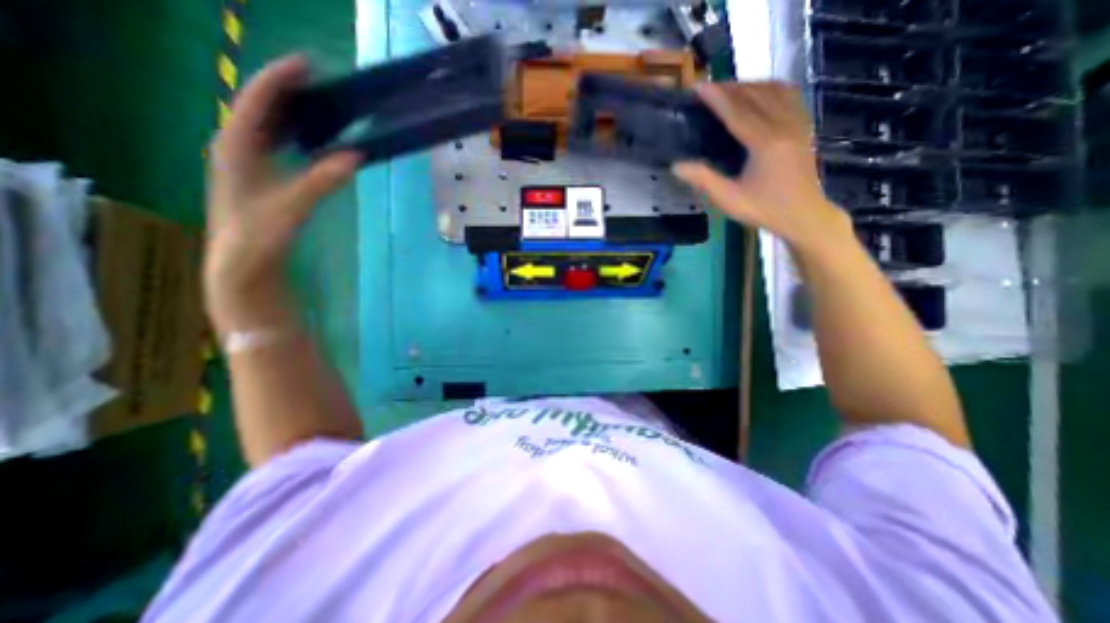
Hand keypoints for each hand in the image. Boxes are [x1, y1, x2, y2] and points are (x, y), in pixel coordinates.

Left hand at [204, 56, 361, 332]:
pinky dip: (294, 134)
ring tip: (319, 104)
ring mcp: (245, 161)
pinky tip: (311, 139)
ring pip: (267, 125)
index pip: (257, 101)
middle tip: (321, 83)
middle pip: (260, 107)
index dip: (280, 79)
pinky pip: (276, 143)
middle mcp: (235, 147)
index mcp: (234, 146)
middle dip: (287, 91)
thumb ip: (322, 180)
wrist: (243, 264)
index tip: (307, 64)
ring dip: (291, 112)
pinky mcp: (257, 176)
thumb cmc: (260, 235)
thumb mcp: (292, 206)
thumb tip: (355, 156)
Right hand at [672, 81, 851, 253]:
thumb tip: (677, 166)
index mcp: (765, 143)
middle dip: (732, 88)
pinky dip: (772, 89)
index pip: (737, 113)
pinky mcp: (804, 128)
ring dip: (752, 85)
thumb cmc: (764, 210)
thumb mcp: (730, 200)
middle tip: (710, 87)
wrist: (804, 215)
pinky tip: (762, 93)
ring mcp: (798, 124)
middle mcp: (784, 126)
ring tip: (732, 89)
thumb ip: (704, 180)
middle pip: (756, 96)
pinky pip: (790, 96)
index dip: (717, 99)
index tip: (699, 87)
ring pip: (775, 91)